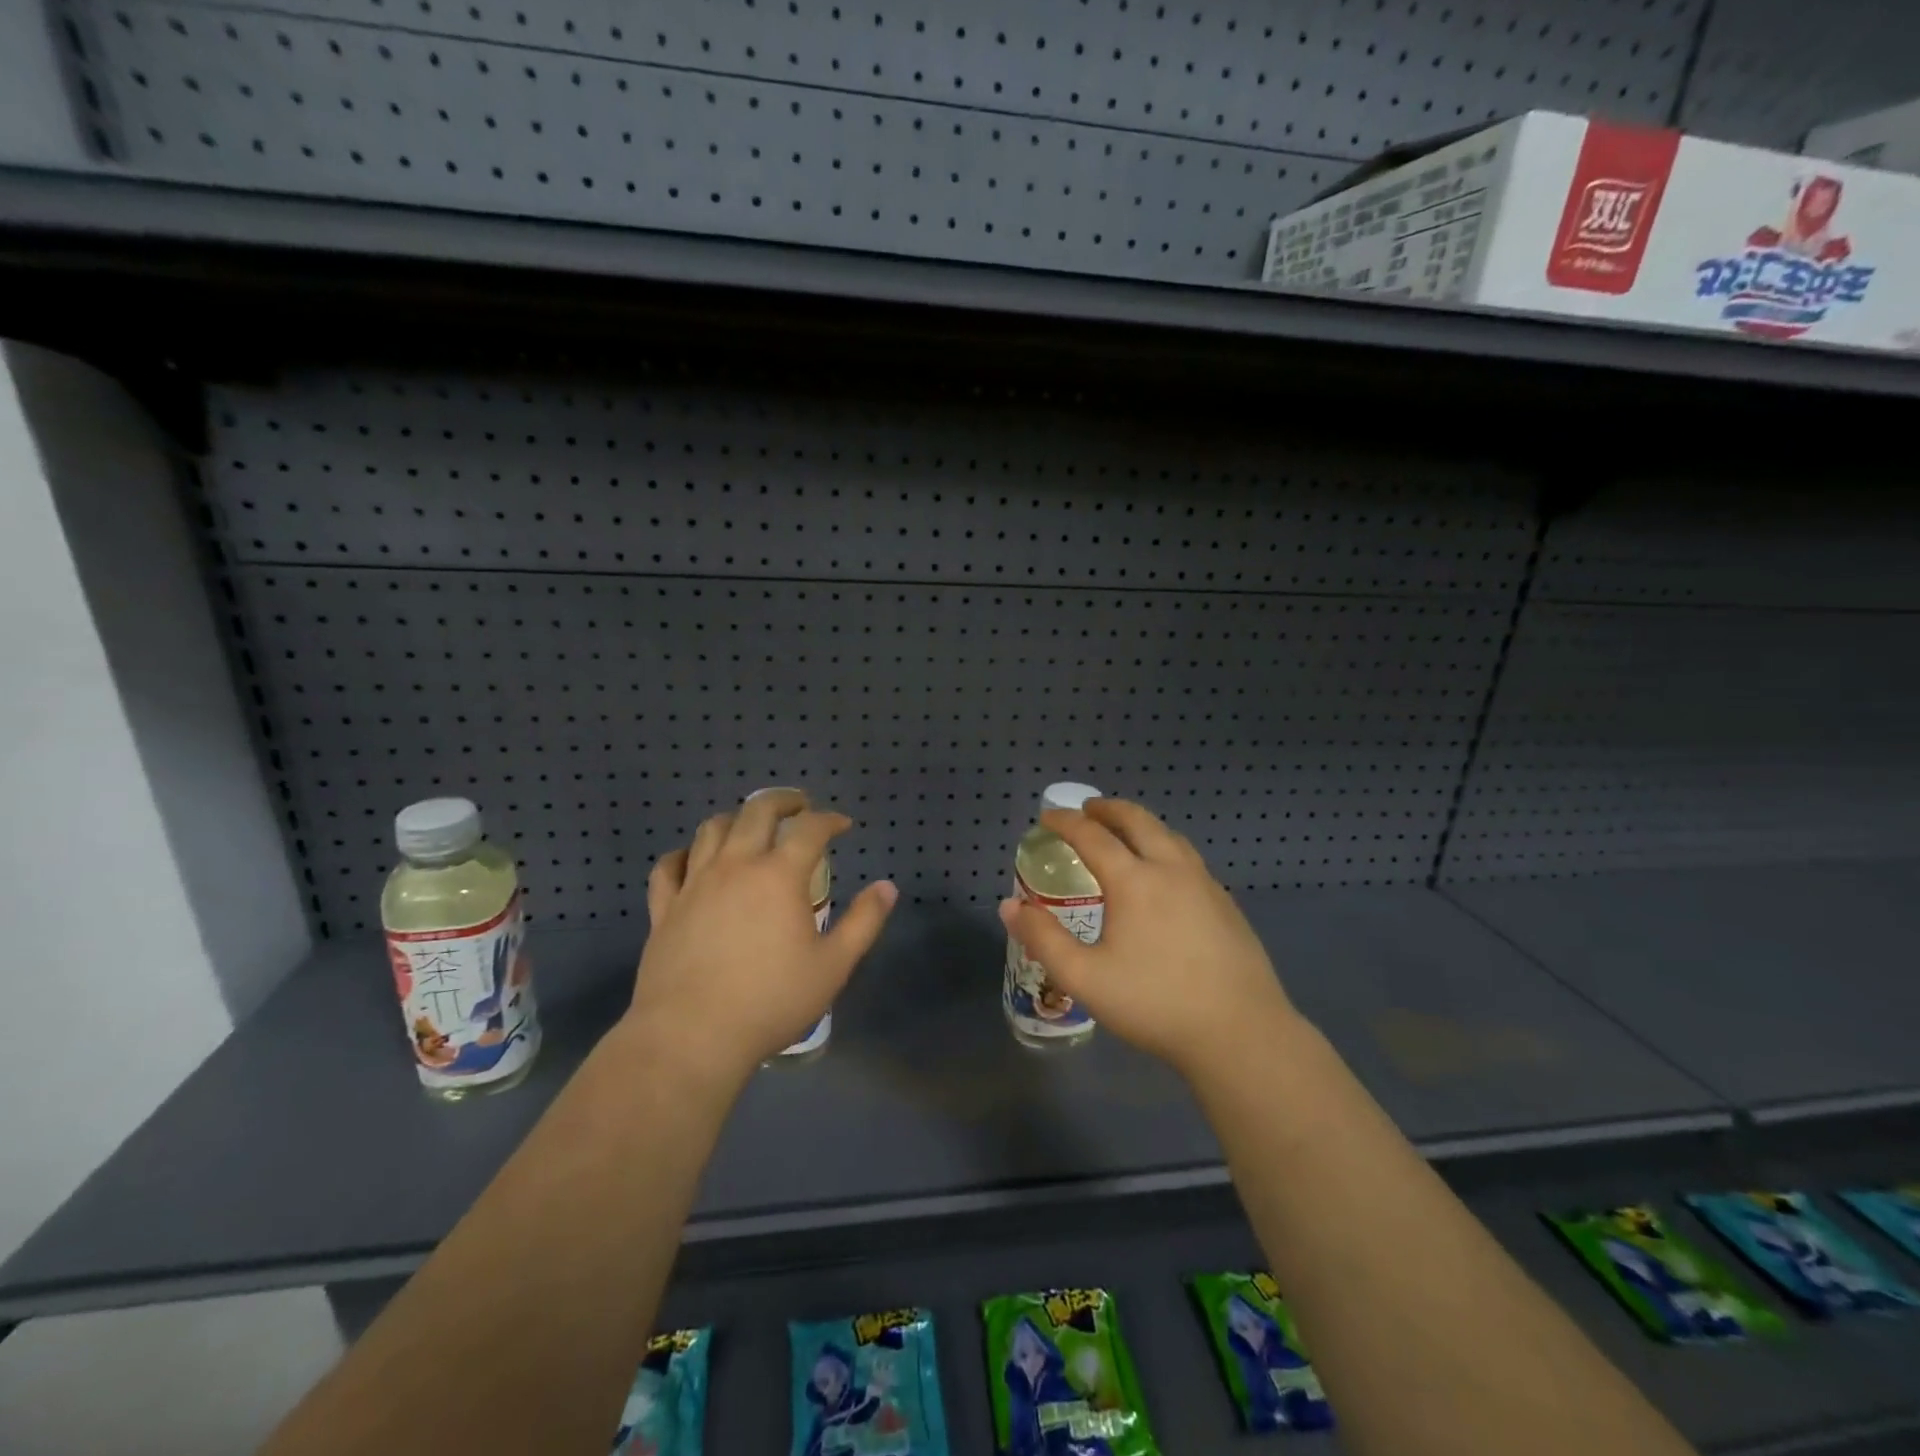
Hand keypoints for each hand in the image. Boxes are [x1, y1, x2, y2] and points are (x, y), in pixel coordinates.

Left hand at [630, 789, 897, 1084]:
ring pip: (712, 829)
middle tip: (799, 806)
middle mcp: (736, 866)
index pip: (810, 829)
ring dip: (737, 818)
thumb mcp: (833, 966)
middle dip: (783, 801)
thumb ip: (864, 922)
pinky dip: (685, 855)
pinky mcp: (665, 908)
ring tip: (750, 827)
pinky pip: (669, 866)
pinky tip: (694, 861)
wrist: (691, 1036)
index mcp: (779, 876)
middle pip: (757, 811)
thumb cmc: (771, 1001)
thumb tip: (887, 887)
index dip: (830, 820)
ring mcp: (695, 884)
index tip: (843, 825)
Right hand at [998, 798, 1297, 1078]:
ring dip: (1141, 824)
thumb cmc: (1155, 1003)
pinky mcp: (1226, 904)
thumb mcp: (1084, 978)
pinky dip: (1165, 847)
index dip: (1065, 822)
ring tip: (1125, 833)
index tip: (1047, 817)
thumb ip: (1043, 939)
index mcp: (1134, 880)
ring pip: (1169, 836)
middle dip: (1108, 809)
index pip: (1092, 836)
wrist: (1240, 1032)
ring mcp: (1205, 884)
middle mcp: (1170, 869)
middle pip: (1137, 821)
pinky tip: (1165, 874)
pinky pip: (1188, 858)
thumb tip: (1009, 906)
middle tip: (1088, 809)